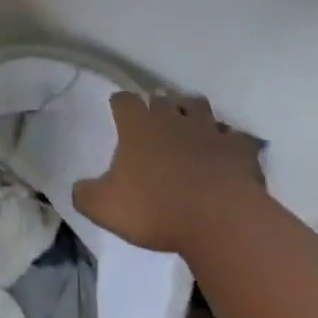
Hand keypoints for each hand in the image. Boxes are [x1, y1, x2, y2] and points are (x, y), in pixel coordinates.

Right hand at [73, 92, 265, 254]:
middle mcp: (172, 118)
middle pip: (163, 97)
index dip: (120, 105)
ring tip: (190, 127)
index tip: (119, 112)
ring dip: (193, 113)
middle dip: (158, 105)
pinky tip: (227, 154)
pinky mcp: (238, 148)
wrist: (219, 219)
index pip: (124, 101)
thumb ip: (86, 195)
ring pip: (199, 106)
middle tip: (155, 121)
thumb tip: (79, 188)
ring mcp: (208, 130)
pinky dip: (230, 142)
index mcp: (138, 126)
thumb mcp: (106, 208)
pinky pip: (235, 137)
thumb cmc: (156, 209)